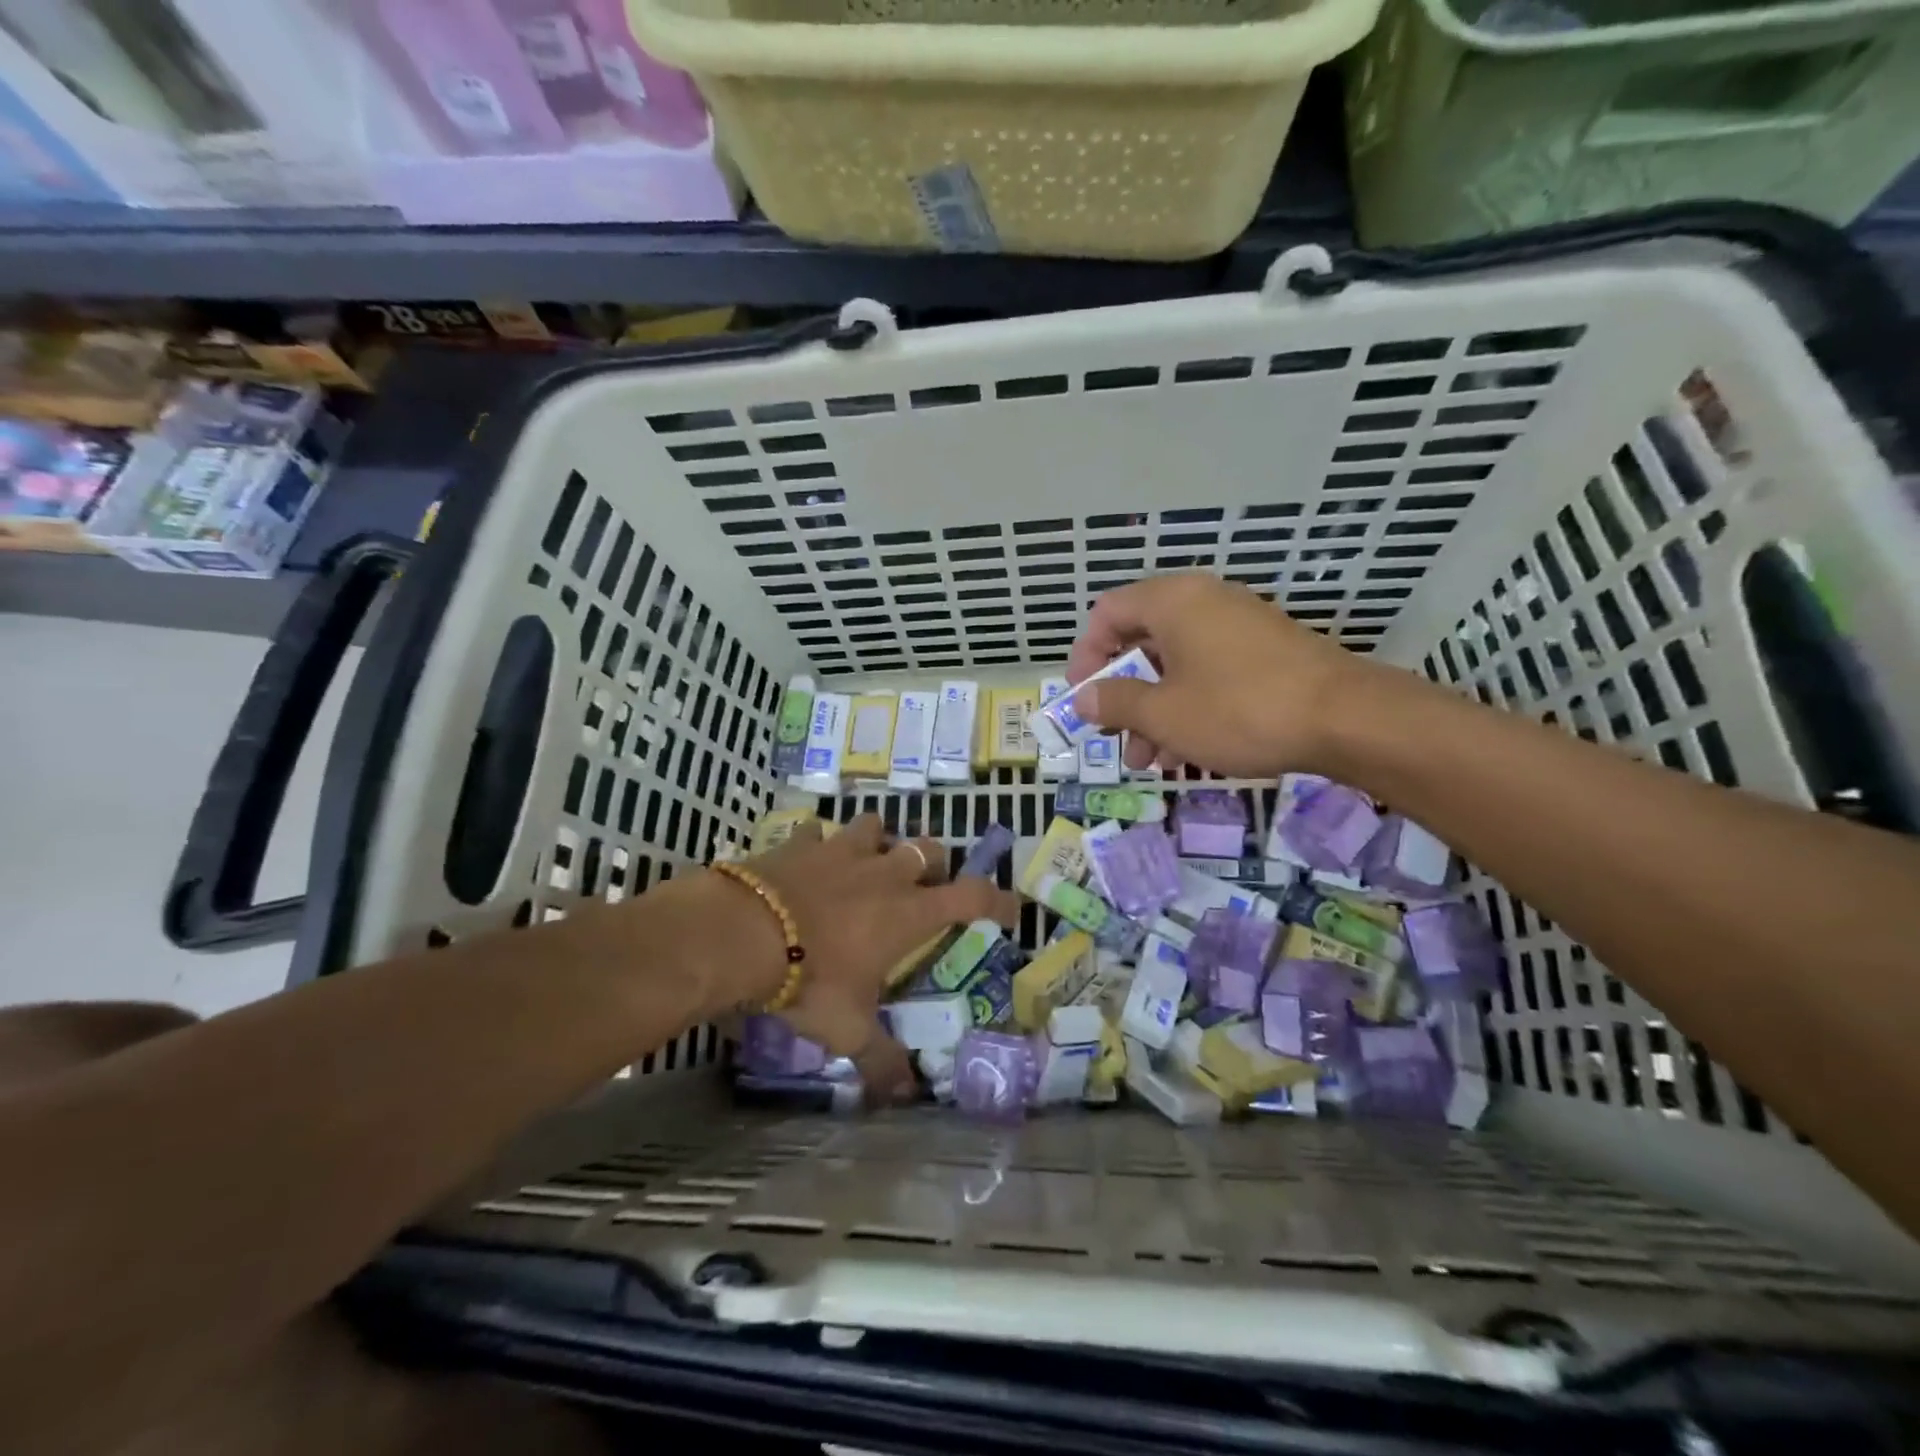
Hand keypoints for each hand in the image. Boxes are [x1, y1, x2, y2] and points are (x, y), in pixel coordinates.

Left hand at [720, 815, 1017, 1066]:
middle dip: (934, 863)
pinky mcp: (801, 843)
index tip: (1009, 909)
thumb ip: (880, 1059)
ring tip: (869, 861)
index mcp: (908, 912)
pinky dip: (819, 843)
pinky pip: (817, 831)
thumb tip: (906, 1094)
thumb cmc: (809, 980)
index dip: (997, 900)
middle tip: (923, 886)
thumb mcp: (847, 1030)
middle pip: (928, 849)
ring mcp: (841, 851)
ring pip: (875, 826)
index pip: (972, 896)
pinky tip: (810, 857)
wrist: (742, 934)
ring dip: (879, 840)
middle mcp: (883, 873)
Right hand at [1065, 573, 1369, 776]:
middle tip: (1115, 738)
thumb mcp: (1164, 714)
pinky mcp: (1265, 652)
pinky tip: (1187, 753)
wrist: (1347, 719)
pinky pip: (1209, 673)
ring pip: (1176, 665)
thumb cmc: (1239, 709)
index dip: (1085, 655)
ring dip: (1154, 712)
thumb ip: (1116, 702)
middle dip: (1123, 696)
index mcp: (1172, 601)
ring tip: (1150, 762)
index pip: (1107, 613)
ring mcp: (1238, 626)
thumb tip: (1084, 699)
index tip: (1083, 698)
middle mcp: (1203, 602)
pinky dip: (1189, 707)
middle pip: (1141, 643)